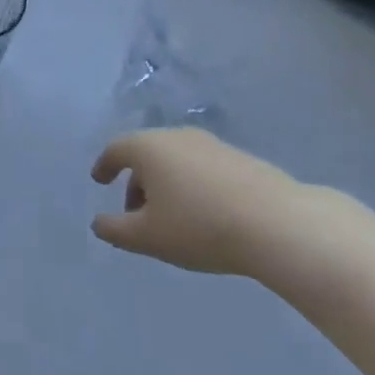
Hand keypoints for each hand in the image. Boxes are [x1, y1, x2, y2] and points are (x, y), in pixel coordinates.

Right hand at [90, 127, 310, 276]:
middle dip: (136, 181)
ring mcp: (211, 144)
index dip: (104, 165)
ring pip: (176, 160)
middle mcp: (176, 136)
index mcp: (148, 147)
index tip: (100, 180)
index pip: (116, 149)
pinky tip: (204, 214)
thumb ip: (116, 230)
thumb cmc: (199, 226)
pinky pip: (202, 167)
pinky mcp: (240, 158)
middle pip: (147, 154)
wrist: (276, 223)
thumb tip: (98, 223)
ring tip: (172, 218)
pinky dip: (192, 185)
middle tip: (136, 214)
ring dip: (166, 184)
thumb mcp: (148, 237)